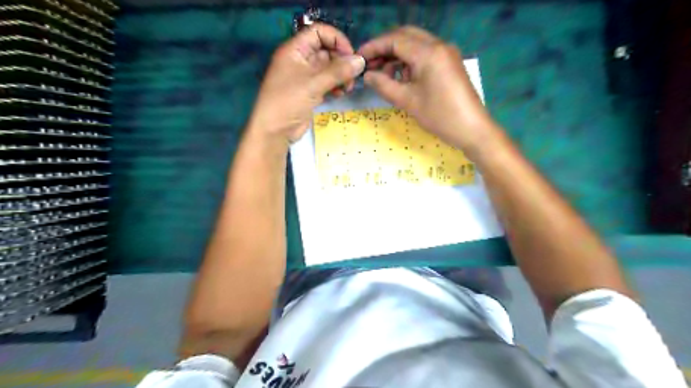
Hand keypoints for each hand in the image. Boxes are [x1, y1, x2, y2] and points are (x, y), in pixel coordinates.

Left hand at [249, 25, 366, 145]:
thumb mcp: (313, 84)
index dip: (336, 39)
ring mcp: (306, 77)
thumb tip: (361, 61)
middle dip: (341, 61)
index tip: (350, 55)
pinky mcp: (310, 92)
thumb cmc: (288, 102)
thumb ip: (338, 72)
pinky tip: (341, 93)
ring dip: (341, 75)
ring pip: (329, 68)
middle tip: (353, 75)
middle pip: (326, 51)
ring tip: (348, 87)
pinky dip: (336, 86)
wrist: (275, 131)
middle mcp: (300, 60)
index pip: (318, 32)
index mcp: (295, 50)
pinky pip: (327, 83)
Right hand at [359, 26, 498, 150]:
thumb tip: (367, 75)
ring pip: (415, 44)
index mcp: (428, 52)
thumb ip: (384, 85)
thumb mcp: (407, 101)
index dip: (374, 47)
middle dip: (385, 48)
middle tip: (370, 65)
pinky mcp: (449, 62)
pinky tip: (402, 77)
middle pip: (405, 36)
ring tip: (384, 75)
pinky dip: (410, 61)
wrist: (472, 129)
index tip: (359, 58)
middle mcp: (439, 45)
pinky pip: (425, 53)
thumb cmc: (439, 116)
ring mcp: (446, 52)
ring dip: (397, 55)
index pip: (395, 39)